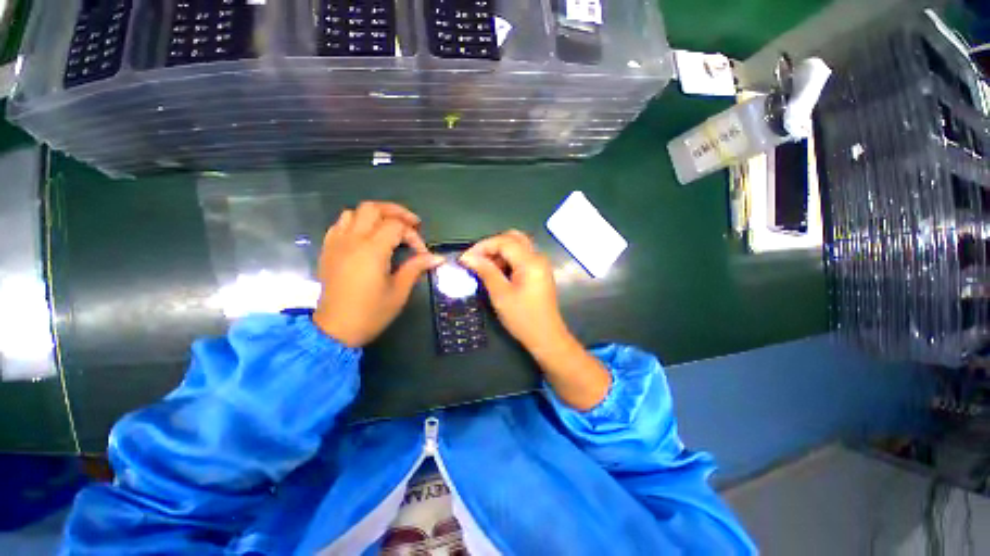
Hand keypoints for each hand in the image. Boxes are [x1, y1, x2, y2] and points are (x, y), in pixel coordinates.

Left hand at [313, 202, 443, 346]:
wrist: (336, 329)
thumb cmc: (371, 312)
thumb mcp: (399, 291)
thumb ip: (416, 268)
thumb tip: (438, 257)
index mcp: (372, 250)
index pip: (396, 226)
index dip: (413, 235)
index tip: (422, 252)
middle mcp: (352, 240)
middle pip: (373, 208)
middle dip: (396, 212)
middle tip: (411, 224)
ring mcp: (336, 243)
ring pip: (354, 212)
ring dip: (375, 216)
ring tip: (389, 229)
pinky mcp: (328, 250)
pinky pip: (340, 225)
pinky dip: (356, 223)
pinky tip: (366, 237)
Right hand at [459, 230, 566, 353]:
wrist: (546, 337)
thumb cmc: (522, 318)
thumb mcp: (500, 295)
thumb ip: (485, 271)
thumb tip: (467, 257)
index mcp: (530, 261)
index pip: (504, 241)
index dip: (482, 246)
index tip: (465, 258)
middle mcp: (538, 257)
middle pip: (513, 238)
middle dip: (492, 246)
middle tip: (476, 259)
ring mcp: (540, 264)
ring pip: (517, 246)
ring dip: (499, 252)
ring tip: (483, 267)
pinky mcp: (539, 272)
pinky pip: (521, 257)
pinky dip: (507, 260)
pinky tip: (497, 272)